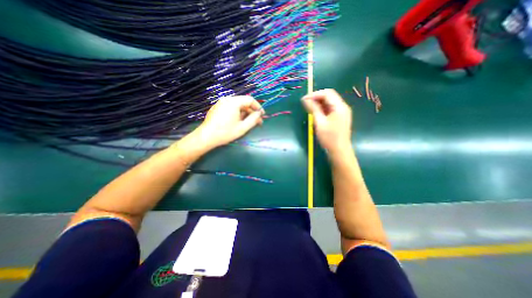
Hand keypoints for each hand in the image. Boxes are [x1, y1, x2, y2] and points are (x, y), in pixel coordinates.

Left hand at [192, 95, 264, 146]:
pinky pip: (231, 107)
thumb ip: (253, 119)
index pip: (250, 100)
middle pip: (244, 102)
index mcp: (234, 102)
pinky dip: (237, 113)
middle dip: (252, 112)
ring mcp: (221, 103)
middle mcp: (227, 99)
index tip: (262, 115)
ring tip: (249, 123)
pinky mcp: (217, 107)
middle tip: (257, 122)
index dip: (258, 107)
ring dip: (245, 113)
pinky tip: (239, 121)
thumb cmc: (226, 132)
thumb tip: (259, 114)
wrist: (206, 137)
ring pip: (237, 105)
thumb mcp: (243, 127)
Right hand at [301, 89, 351, 153]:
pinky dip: (322, 108)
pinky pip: (331, 108)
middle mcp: (343, 107)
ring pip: (329, 102)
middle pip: (329, 96)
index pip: (327, 93)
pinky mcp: (340, 117)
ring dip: (319, 103)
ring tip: (309, 107)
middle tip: (305, 103)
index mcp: (340, 107)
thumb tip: (305, 99)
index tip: (304, 99)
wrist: (339, 151)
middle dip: (317, 97)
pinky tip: (316, 112)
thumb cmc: (329, 138)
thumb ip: (313, 109)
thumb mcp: (319, 123)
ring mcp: (342, 112)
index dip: (315, 94)